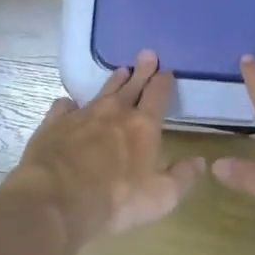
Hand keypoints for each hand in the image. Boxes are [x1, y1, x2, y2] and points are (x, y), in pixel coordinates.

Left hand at [9, 51, 204, 245]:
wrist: (55, 201)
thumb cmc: (115, 200)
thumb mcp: (161, 197)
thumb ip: (182, 177)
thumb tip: (199, 161)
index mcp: (143, 125)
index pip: (158, 95)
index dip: (163, 81)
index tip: (167, 70)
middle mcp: (114, 112)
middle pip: (131, 85)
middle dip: (142, 70)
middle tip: (147, 54)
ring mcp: (82, 115)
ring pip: (102, 91)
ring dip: (113, 81)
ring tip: (120, 71)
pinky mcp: (54, 123)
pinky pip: (64, 106)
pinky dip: (70, 105)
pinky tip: (70, 105)